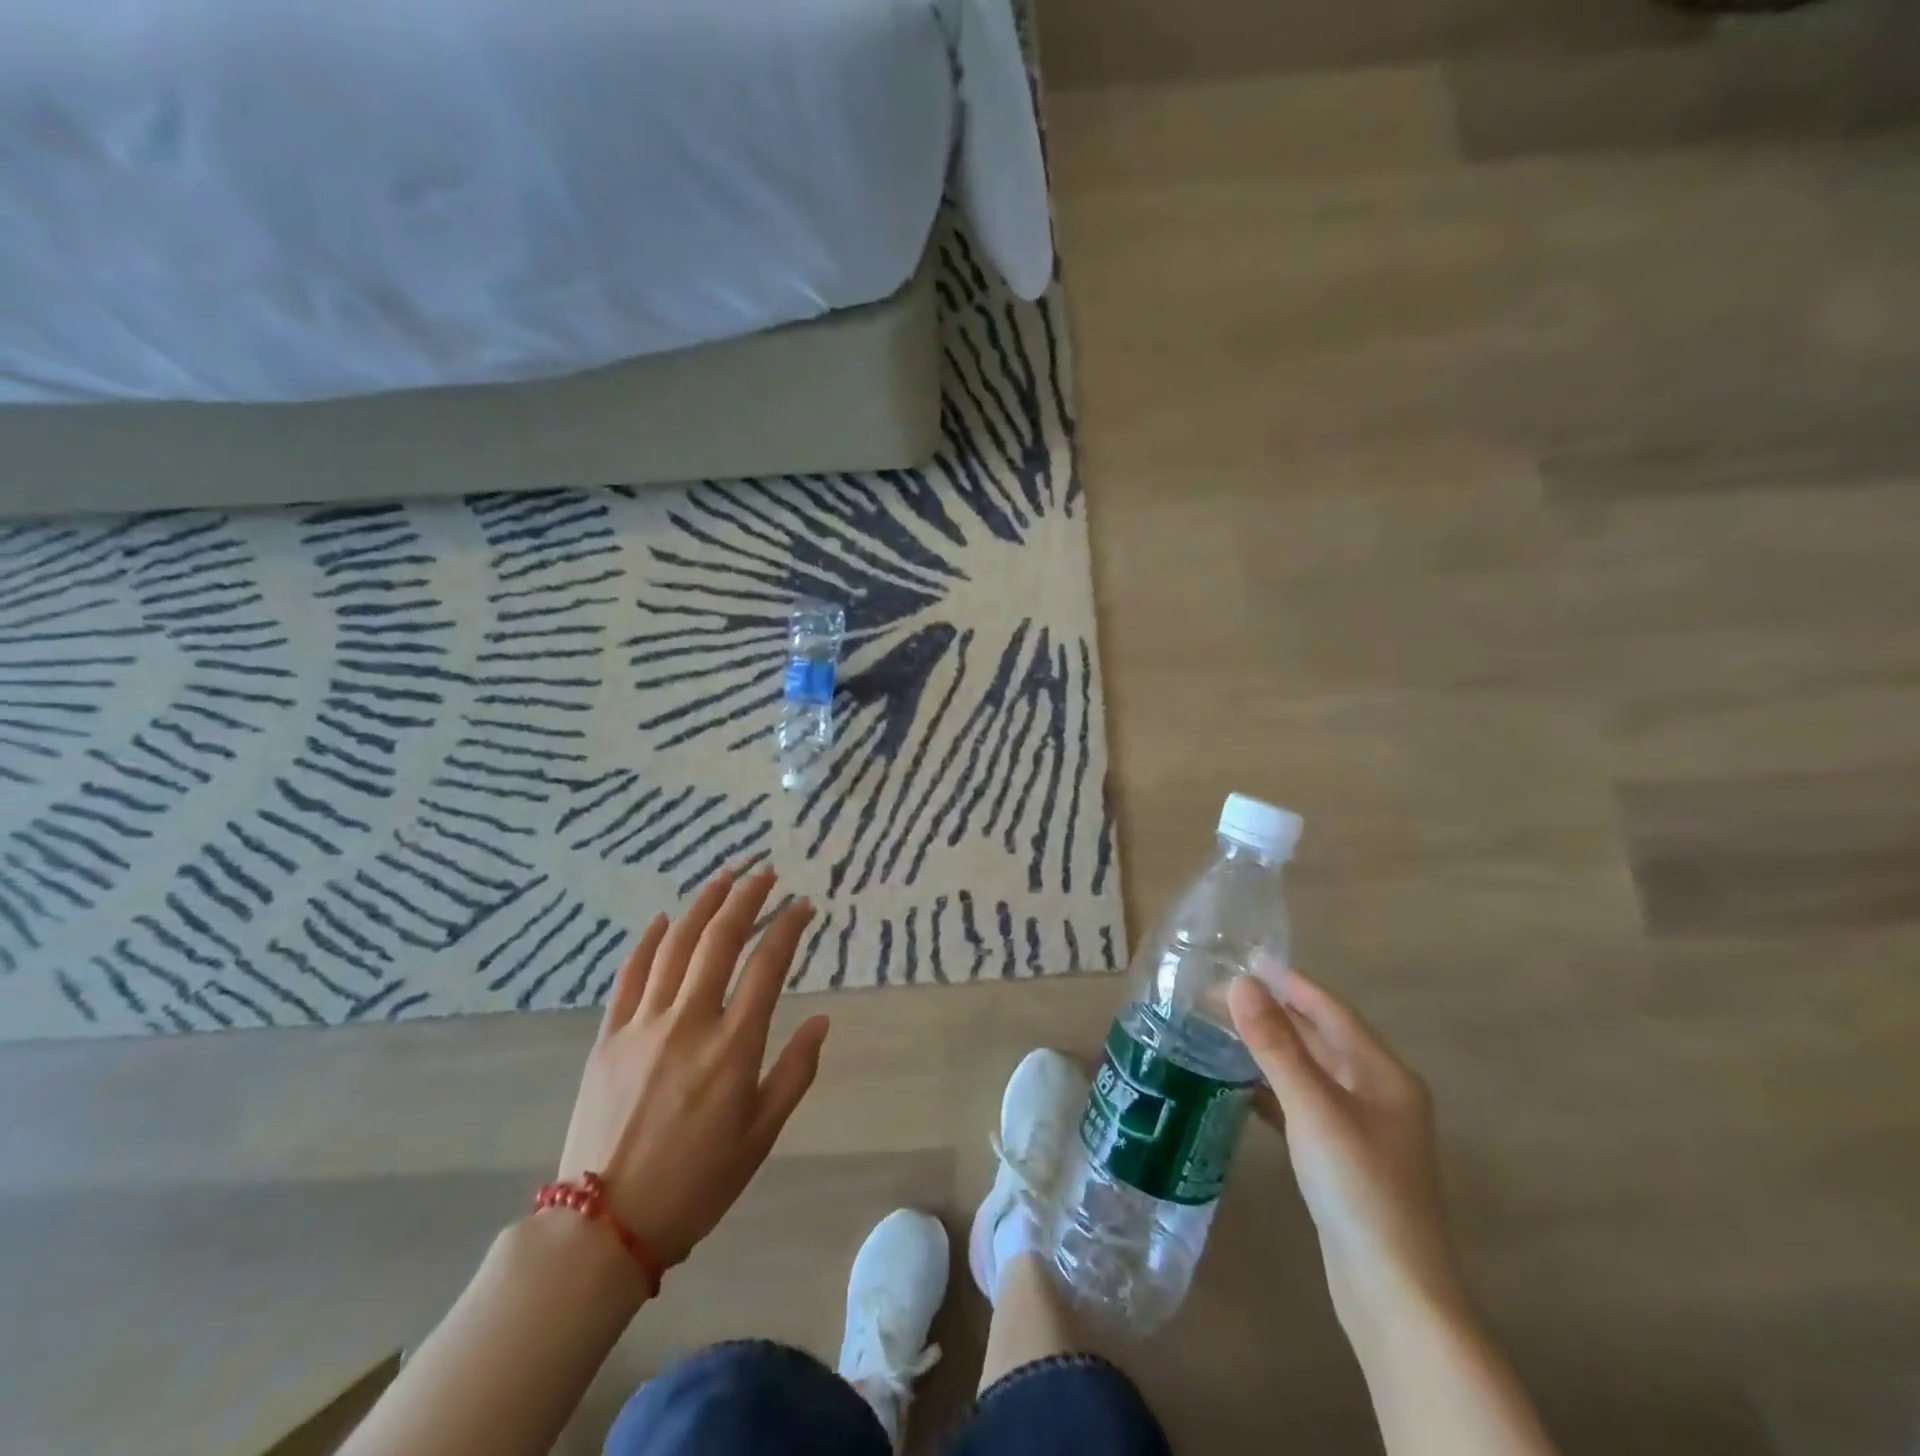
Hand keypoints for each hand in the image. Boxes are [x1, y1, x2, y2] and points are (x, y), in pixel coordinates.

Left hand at [556, 867, 828, 1268]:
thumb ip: (795, 1073)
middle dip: (746, 897)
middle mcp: (690, 1021)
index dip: (788, 926)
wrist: (604, 1227)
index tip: (803, 905)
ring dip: (703, 905)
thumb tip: (821, 1021)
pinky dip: (648, 941)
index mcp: (733, 1046)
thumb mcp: (761, 1136)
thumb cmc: (696, 1183)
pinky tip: (665, 918)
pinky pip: (630, 975)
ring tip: (724, 877)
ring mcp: (644, 1024)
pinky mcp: (609, 1036)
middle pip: (721, 940)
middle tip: (765, 872)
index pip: (768, 965)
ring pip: (676, 945)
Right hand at [1228, 971, 1464, 1339]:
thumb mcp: (1314, 1109)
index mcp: (1384, 1075)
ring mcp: (1362, 1130)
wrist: (1394, 1295)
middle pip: (1321, 1039)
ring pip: (1309, 1072)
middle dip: (1275, 1014)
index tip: (1247, 958)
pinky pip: (1302, 1106)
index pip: (1331, 1011)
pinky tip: (1238, 1087)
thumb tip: (1239, 984)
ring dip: (1271, 1050)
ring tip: (1221, 1030)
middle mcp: (1378, 1095)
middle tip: (1221, 992)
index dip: (1291, 983)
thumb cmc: (1360, 1189)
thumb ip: (1275, 1045)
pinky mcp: (1343, 1159)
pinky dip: (1272, 1090)